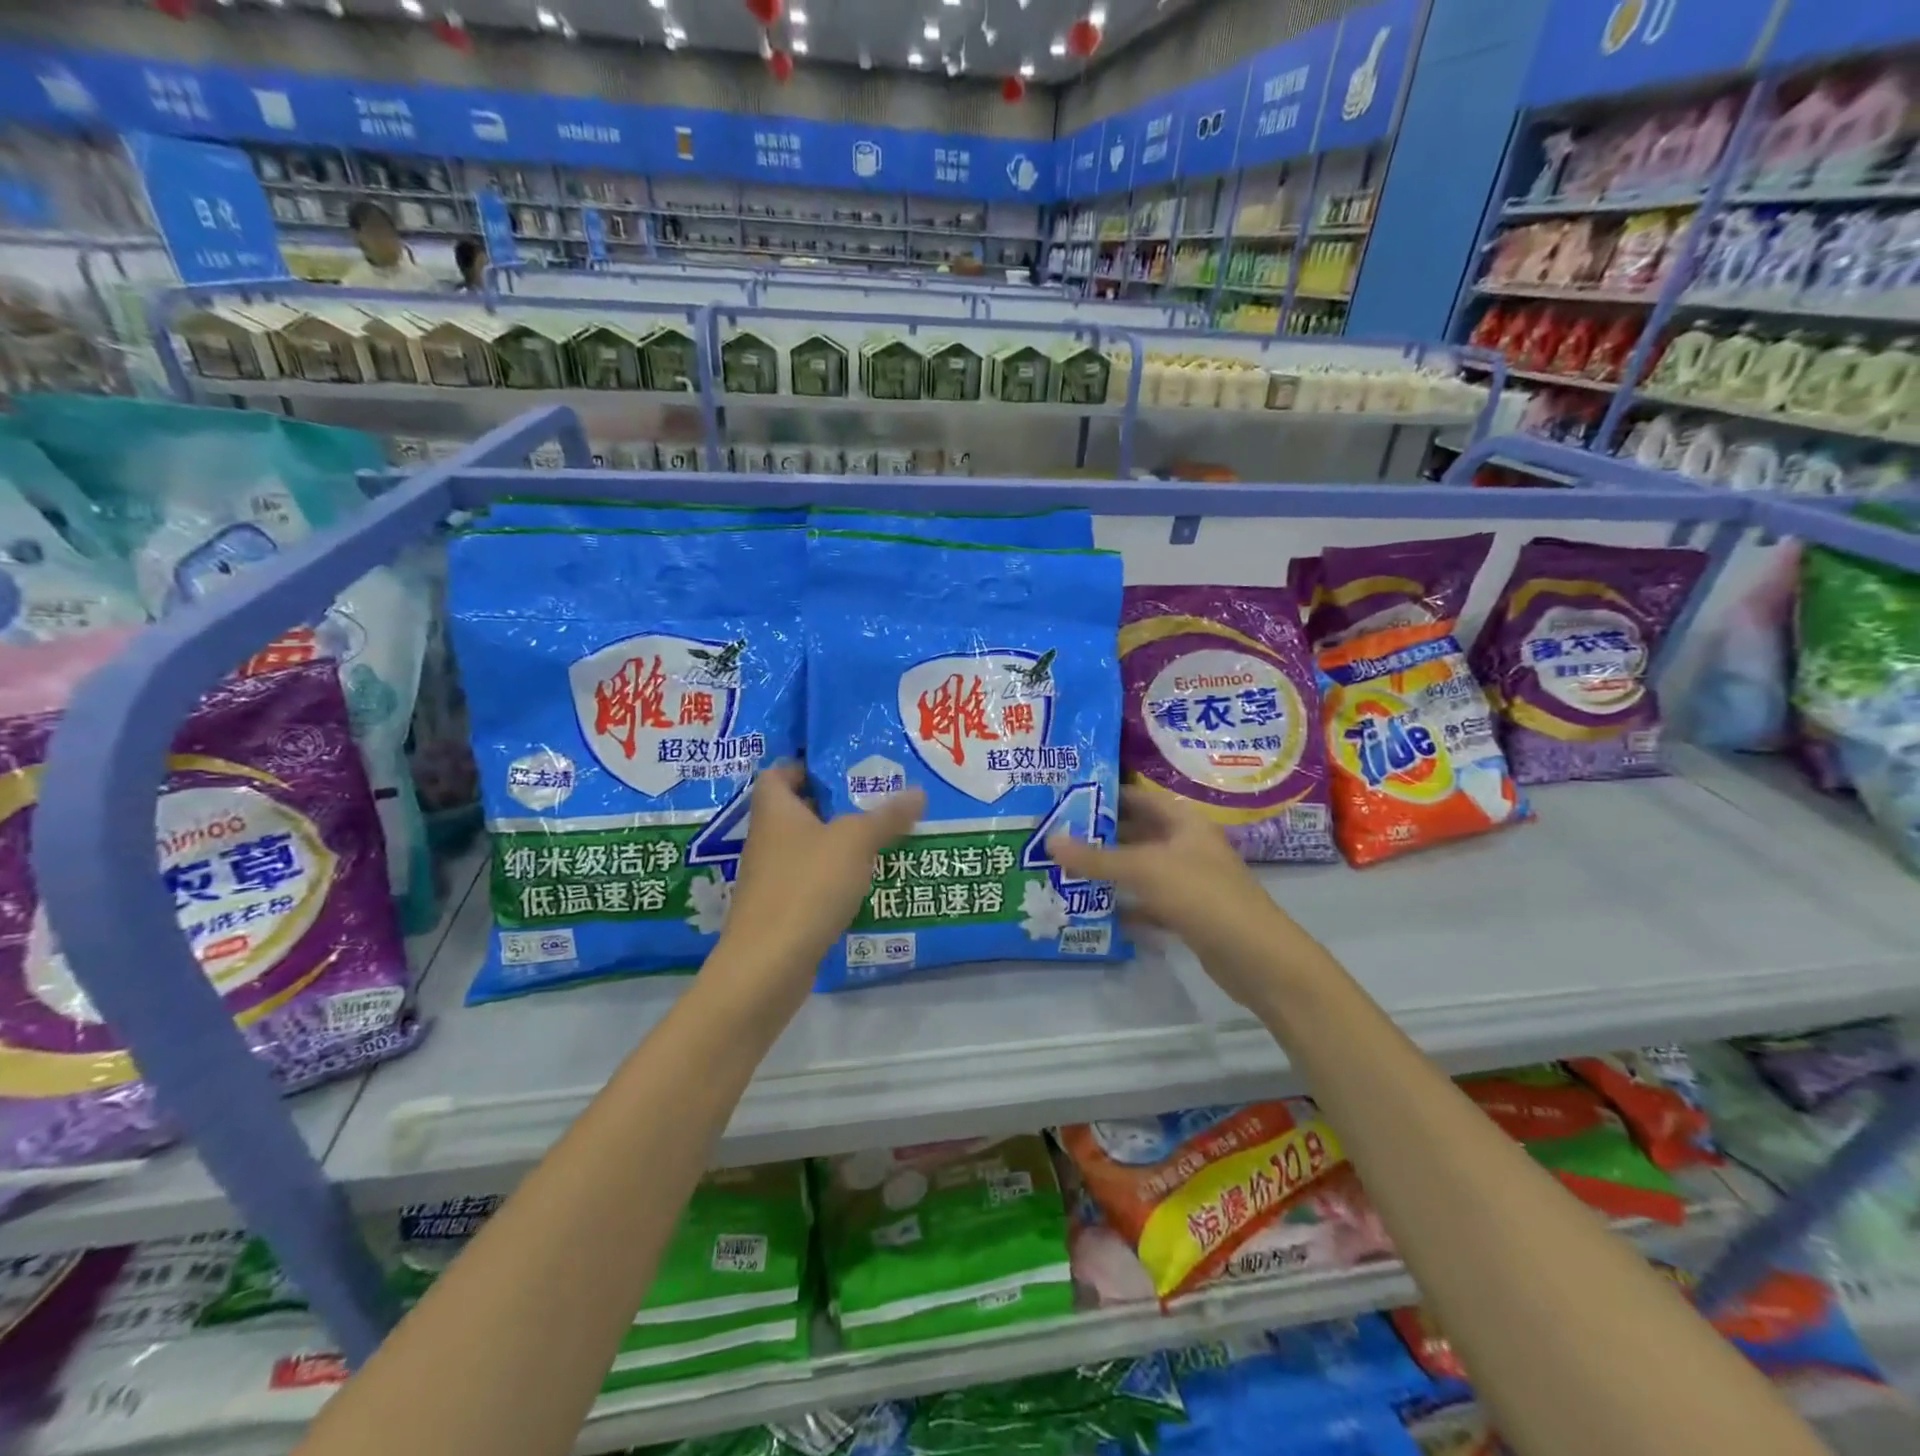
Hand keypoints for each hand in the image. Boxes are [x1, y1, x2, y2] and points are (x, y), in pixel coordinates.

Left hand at [707, 766, 924, 1018]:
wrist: (768, 964)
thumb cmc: (807, 886)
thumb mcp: (855, 842)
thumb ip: (886, 816)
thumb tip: (918, 791)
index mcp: (774, 810)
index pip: (779, 773)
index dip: (805, 766)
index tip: (843, 767)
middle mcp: (767, 838)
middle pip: (798, 810)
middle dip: (834, 805)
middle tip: (875, 799)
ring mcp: (771, 877)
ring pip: (807, 848)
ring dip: (838, 843)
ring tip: (881, 838)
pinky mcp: (780, 910)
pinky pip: (810, 881)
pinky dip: (834, 878)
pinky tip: (865, 883)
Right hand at [1047, 788, 1303, 1009]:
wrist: (1257, 957)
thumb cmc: (1202, 896)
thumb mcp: (1144, 870)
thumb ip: (1096, 857)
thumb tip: (1050, 840)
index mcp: (1183, 822)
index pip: (1138, 797)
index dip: (1104, 794)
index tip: (1064, 798)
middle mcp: (1186, 845)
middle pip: (1137, 833)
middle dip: (1099, 836)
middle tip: (1055, 836)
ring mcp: (1189, 881)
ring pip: (1140, 869)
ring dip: (1109, 872)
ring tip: (1064, 870)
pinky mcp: (1188, 914)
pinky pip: (1148, 902)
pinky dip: (1126, 905)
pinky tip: (1094, 911)